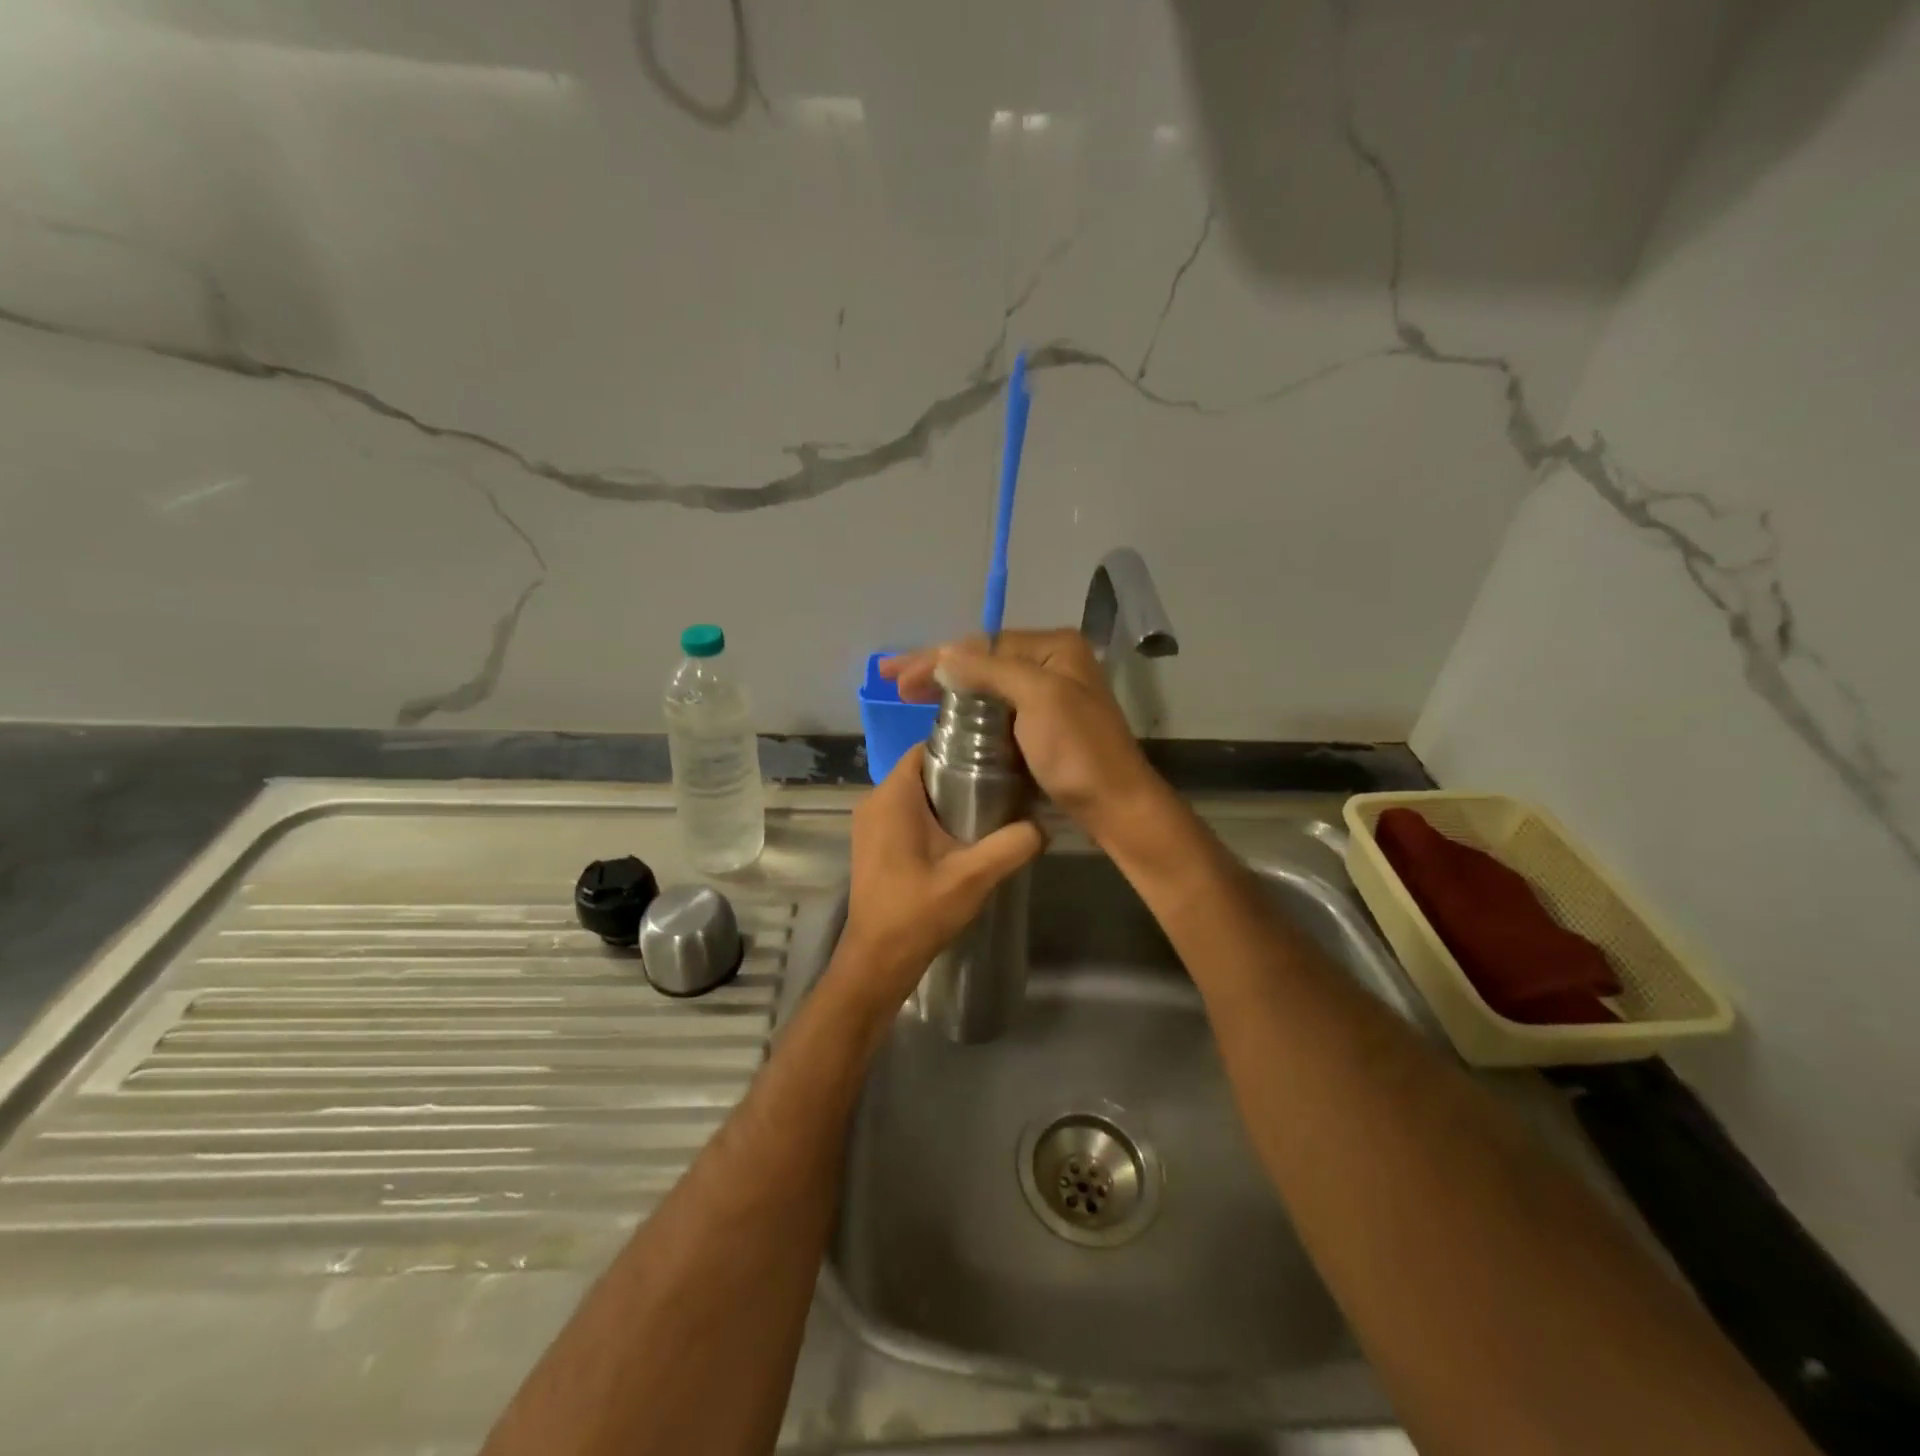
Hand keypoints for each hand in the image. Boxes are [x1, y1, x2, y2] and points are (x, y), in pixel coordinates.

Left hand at [832, 743, 1044, 1011]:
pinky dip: (931, 817)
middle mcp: (874, 802)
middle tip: (1001, 784)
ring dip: (946, 798)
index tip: (996, 755)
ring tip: (989, 809)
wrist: (878, 960)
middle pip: (922, 771)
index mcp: (892, 797)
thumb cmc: (918, 912)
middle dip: (959, 774)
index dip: (960, 747)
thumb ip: (1011, 846)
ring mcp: (869, 825)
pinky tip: (961, 837)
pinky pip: (905, 815)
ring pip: (914, 795)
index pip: (925, 748)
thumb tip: (1043, 827)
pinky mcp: (873, 845)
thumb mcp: (973, 877)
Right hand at [881, 629, 1167, 837]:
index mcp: (1054, 648)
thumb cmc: (1078, 751)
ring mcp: (1047, 695)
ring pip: (986, 685)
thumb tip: (945, 652)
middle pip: (982, 660)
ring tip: (908, 694)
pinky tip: (942, 714)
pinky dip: (966, 709)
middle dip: (936, 668)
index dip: (936, 657)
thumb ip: (990, 670)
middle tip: (892, 681)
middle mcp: (1051, 664)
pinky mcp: (1041, 725)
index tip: (896, 675)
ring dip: (947, 687)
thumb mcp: (1038, 699)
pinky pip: (995, 708)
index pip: (983, 645)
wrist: (1115, 805)